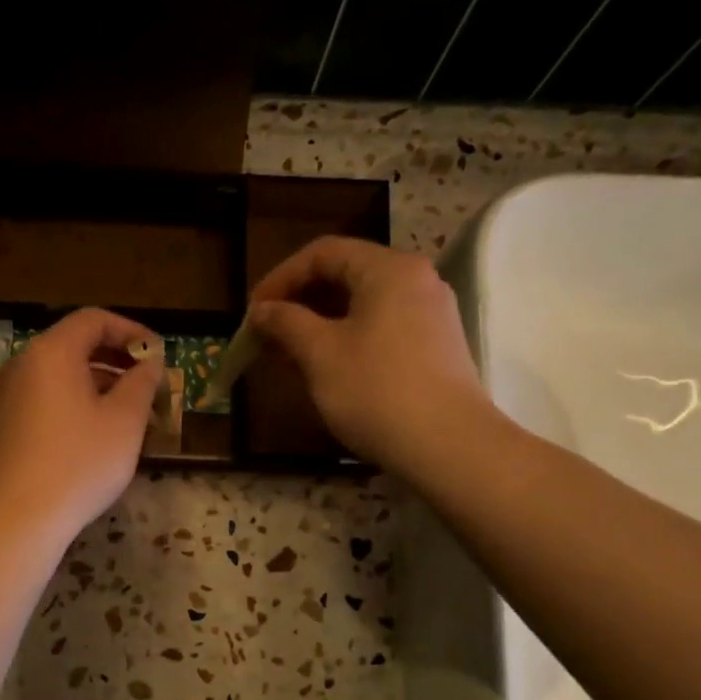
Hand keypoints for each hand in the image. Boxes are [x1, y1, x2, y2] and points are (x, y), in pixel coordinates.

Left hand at [0, 307, 162, 546]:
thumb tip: (150, 363)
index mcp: (52, 352)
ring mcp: (8, 395)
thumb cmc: (78, 464)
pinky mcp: (3, 424)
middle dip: (116, 358)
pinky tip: (95, 433)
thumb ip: (142, 383)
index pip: (94, 319)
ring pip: (60, 374)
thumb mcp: (124, 421)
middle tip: (148, 383)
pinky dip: (75, 401)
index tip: (158, 355)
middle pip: (74, 344)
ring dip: (98, 382)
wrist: (16, 519)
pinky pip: (45, 397)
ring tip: (129, 412)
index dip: (132, 330)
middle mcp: (23, 364)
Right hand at [247, 236, 496, 475]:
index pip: (323, 253)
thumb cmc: (376, 391)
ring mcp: (431, 314)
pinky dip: (347, 338)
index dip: (280, 277)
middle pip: (346, 274)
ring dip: (320, 322)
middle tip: (267, 333)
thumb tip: (262, 310)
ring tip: (290, 354)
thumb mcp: (320, 354)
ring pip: (363, 304)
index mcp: (388, 269)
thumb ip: (286, 323)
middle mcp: (416, 280)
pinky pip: (382, 327)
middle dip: (300, 301)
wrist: (447, 446)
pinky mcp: (436, 346)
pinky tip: (327, 368)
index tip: (253, 312)